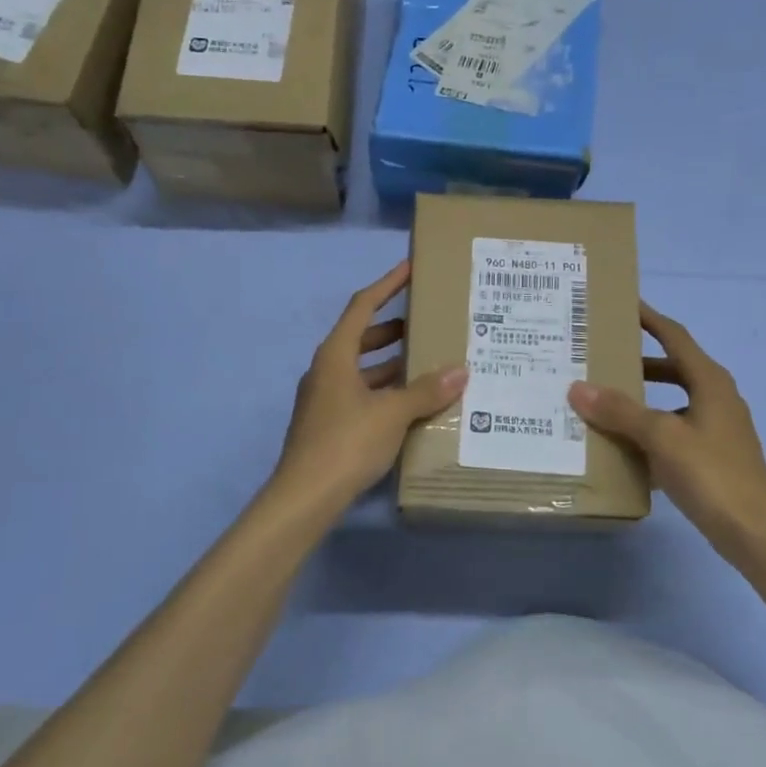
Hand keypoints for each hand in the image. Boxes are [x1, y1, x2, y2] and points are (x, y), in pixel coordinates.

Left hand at [272, 260, 467, 512]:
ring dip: (392, 364)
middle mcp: (326, 371)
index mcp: (335, 355)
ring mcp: (325, 399)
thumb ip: (427, 390)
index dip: (387, 285)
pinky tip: (413, 405)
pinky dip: (386, 392)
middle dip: (393, 329)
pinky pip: (363, 395)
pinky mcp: (329, 425)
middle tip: (427, 323)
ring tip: (429, 363)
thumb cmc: (346, 443)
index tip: (410, 268)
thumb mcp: (393, 413)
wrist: (305, 498)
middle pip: (361, 337)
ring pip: (363, 370)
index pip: (362, 306)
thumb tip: (461, 371)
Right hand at [568, 303, 765, 555]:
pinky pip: (675, 431)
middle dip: (638, 362)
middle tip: (601, 358)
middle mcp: (716, 396)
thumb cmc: (710, 473)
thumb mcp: (660, 437)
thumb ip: (620, 411)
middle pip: (672, 367)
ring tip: (604, 402)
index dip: (649, 318)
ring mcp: (717, 428)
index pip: (674, 336)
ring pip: (672, 401)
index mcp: (709, 380)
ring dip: (642, 399)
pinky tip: (624, 447)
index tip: (622, 304)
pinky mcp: (713, 456)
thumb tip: (578, 387)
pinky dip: (651, 432)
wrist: (753, 532)